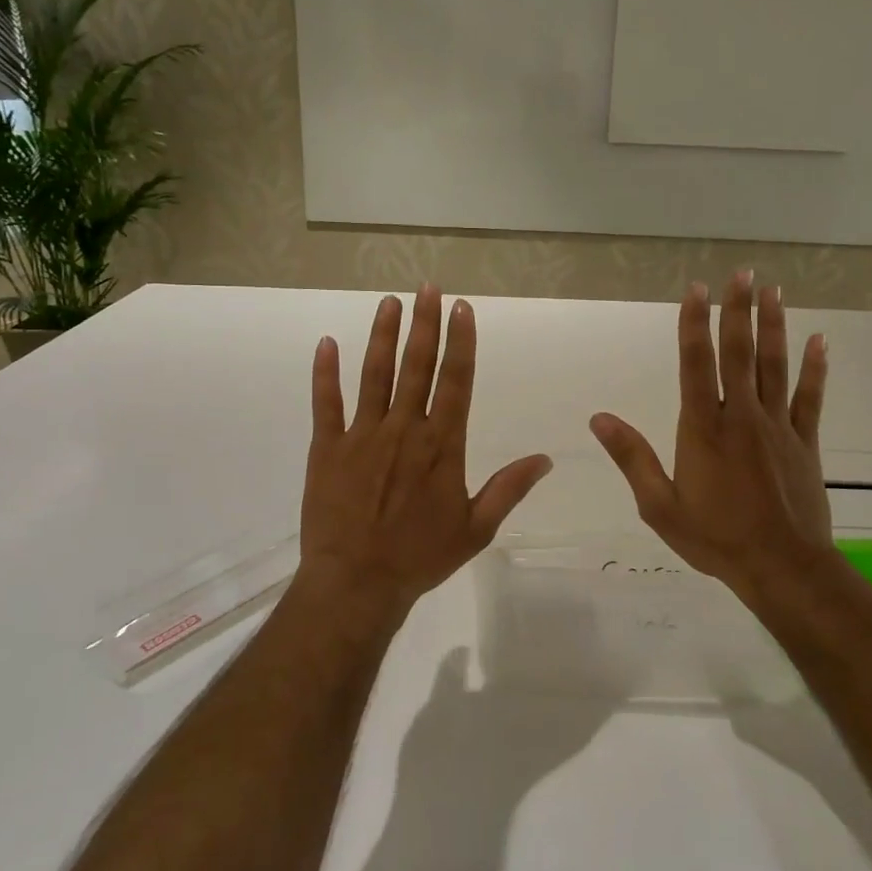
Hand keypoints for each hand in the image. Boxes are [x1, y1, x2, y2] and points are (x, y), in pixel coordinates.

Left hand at [300, 287, 552, 622]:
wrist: (357, 583)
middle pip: (416, 366)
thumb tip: (547, 459)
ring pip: (374, 375)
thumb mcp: (476, 528)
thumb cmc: (421, 557)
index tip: (462, 308)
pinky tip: (326, 343)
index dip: (461, 342)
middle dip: (424, 324)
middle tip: (428, 288)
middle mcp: (404, 429)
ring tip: (389, 302)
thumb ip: (509, 488)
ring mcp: (362, 435)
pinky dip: (325, 373)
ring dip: (382, 336)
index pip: (456, 381)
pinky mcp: (327, 447)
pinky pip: (325, 403)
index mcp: (442, 445)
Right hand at [590, 272, 832, 601]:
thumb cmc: (714, 538)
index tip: (697, 290)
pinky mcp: (804, 442)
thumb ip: (632, 457)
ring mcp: (777, 426)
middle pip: (738, 353)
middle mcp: (740, 416)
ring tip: (773, 290)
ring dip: (773, 326)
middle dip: (737, 310)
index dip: (695, 324)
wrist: (782, 568)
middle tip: (742, 273)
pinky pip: (811, 398)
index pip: (696, 364)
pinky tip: (819, 341)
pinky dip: (815, 368)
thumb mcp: (659, 505)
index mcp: (702, 428)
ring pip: (774, 366)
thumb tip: (599, 418)